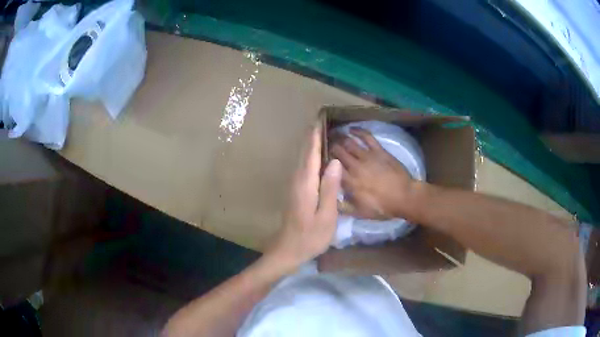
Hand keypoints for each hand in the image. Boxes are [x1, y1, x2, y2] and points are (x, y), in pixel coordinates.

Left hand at [266, 126, 341, 270]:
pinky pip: (303, 169)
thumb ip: (330, 188)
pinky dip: (309, 158)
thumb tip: (335, 161)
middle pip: (305, 154)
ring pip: (303, 160)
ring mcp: (294, 187)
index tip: (319, 120)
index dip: (315, 136)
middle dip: (311, 137)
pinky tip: (317, 159)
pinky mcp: (295, 193)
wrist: (288, 250)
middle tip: (321, 122)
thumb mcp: (326, 215)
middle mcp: (297, 181)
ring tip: (320, 134)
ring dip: (310, 146)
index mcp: (306, 184)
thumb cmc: (310, 236)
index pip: (311, 154)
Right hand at [330, 127, 415, 219]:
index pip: (331, 169)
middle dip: (330, 147)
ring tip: (334, 135)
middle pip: (337, 152)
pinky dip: (358, 131)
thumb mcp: (360, 213)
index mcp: (349, 182)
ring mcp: (367, 156)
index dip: (324, 163)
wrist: (404, 197)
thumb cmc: (383, 207)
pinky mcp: (379, 151)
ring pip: (349, 143)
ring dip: (340, 138)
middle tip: (325, 145)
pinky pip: (366, 137)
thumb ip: (343, 207)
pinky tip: (351, 129)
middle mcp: (355, 166)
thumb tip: (329, 199)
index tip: (320, 161)